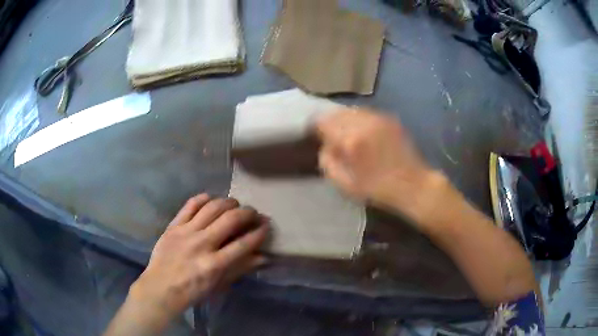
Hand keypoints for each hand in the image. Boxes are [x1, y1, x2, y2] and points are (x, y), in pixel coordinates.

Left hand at [129, 195, 268, 319]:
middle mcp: (202, 244)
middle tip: (253, 212)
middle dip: (247, 212)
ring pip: (212, 207)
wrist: (161, 287)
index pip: (244, 243)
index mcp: (215, 264)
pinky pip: (190, 205)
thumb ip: (241, 269)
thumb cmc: (193, 291)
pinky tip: (211, 199)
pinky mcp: (173, 226)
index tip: (266, 225)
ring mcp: (186, 232)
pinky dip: (203, 198)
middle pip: (230, 219)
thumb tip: (263, 257)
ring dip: (228, 202)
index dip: (259, 232)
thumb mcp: (220, 285)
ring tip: (234, 204)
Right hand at [316, 108, 439, 222]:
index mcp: (350, 140)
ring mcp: (379, 118)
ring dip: (345, 120)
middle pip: (337, 112)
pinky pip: (366, 113)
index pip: (323, 121)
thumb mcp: (345, 184)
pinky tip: (365, 134)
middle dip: (331, 123)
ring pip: (352, 110)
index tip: (317, 137)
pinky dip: (360, 120)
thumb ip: (327, 161)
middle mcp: (363, 123)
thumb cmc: (377, 189)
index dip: (316, 128)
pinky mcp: (390, 119)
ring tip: (349, 135)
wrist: (413, 185)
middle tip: (332, 137)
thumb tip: (325, 145)